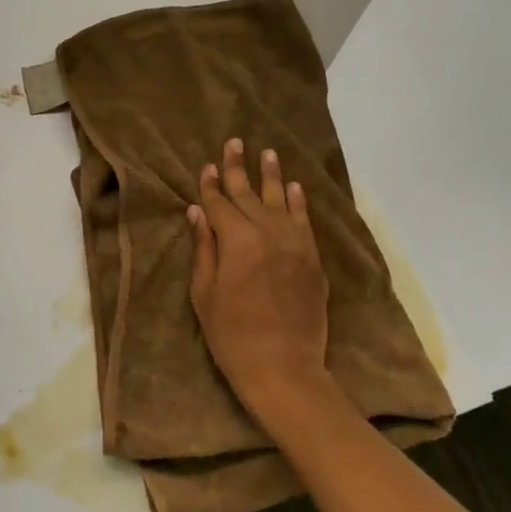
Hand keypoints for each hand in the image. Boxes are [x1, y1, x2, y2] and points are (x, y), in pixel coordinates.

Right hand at [187, 138, 334, 424]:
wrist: (284, 369)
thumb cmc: (232, 336)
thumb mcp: (205, 294)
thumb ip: (204, 249)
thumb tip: (197, 212)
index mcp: (237, 242)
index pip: (220, 204)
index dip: (210, 185)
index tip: (206, 165)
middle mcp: (268, 234)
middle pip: (248, 195)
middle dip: (238, 168)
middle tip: (234, 142)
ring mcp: (295, 245)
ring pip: (280, 201)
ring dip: (272, 176)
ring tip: (267, 152)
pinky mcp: (312, 260)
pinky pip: (304, 222)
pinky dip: (298, 202)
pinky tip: (294, 187)